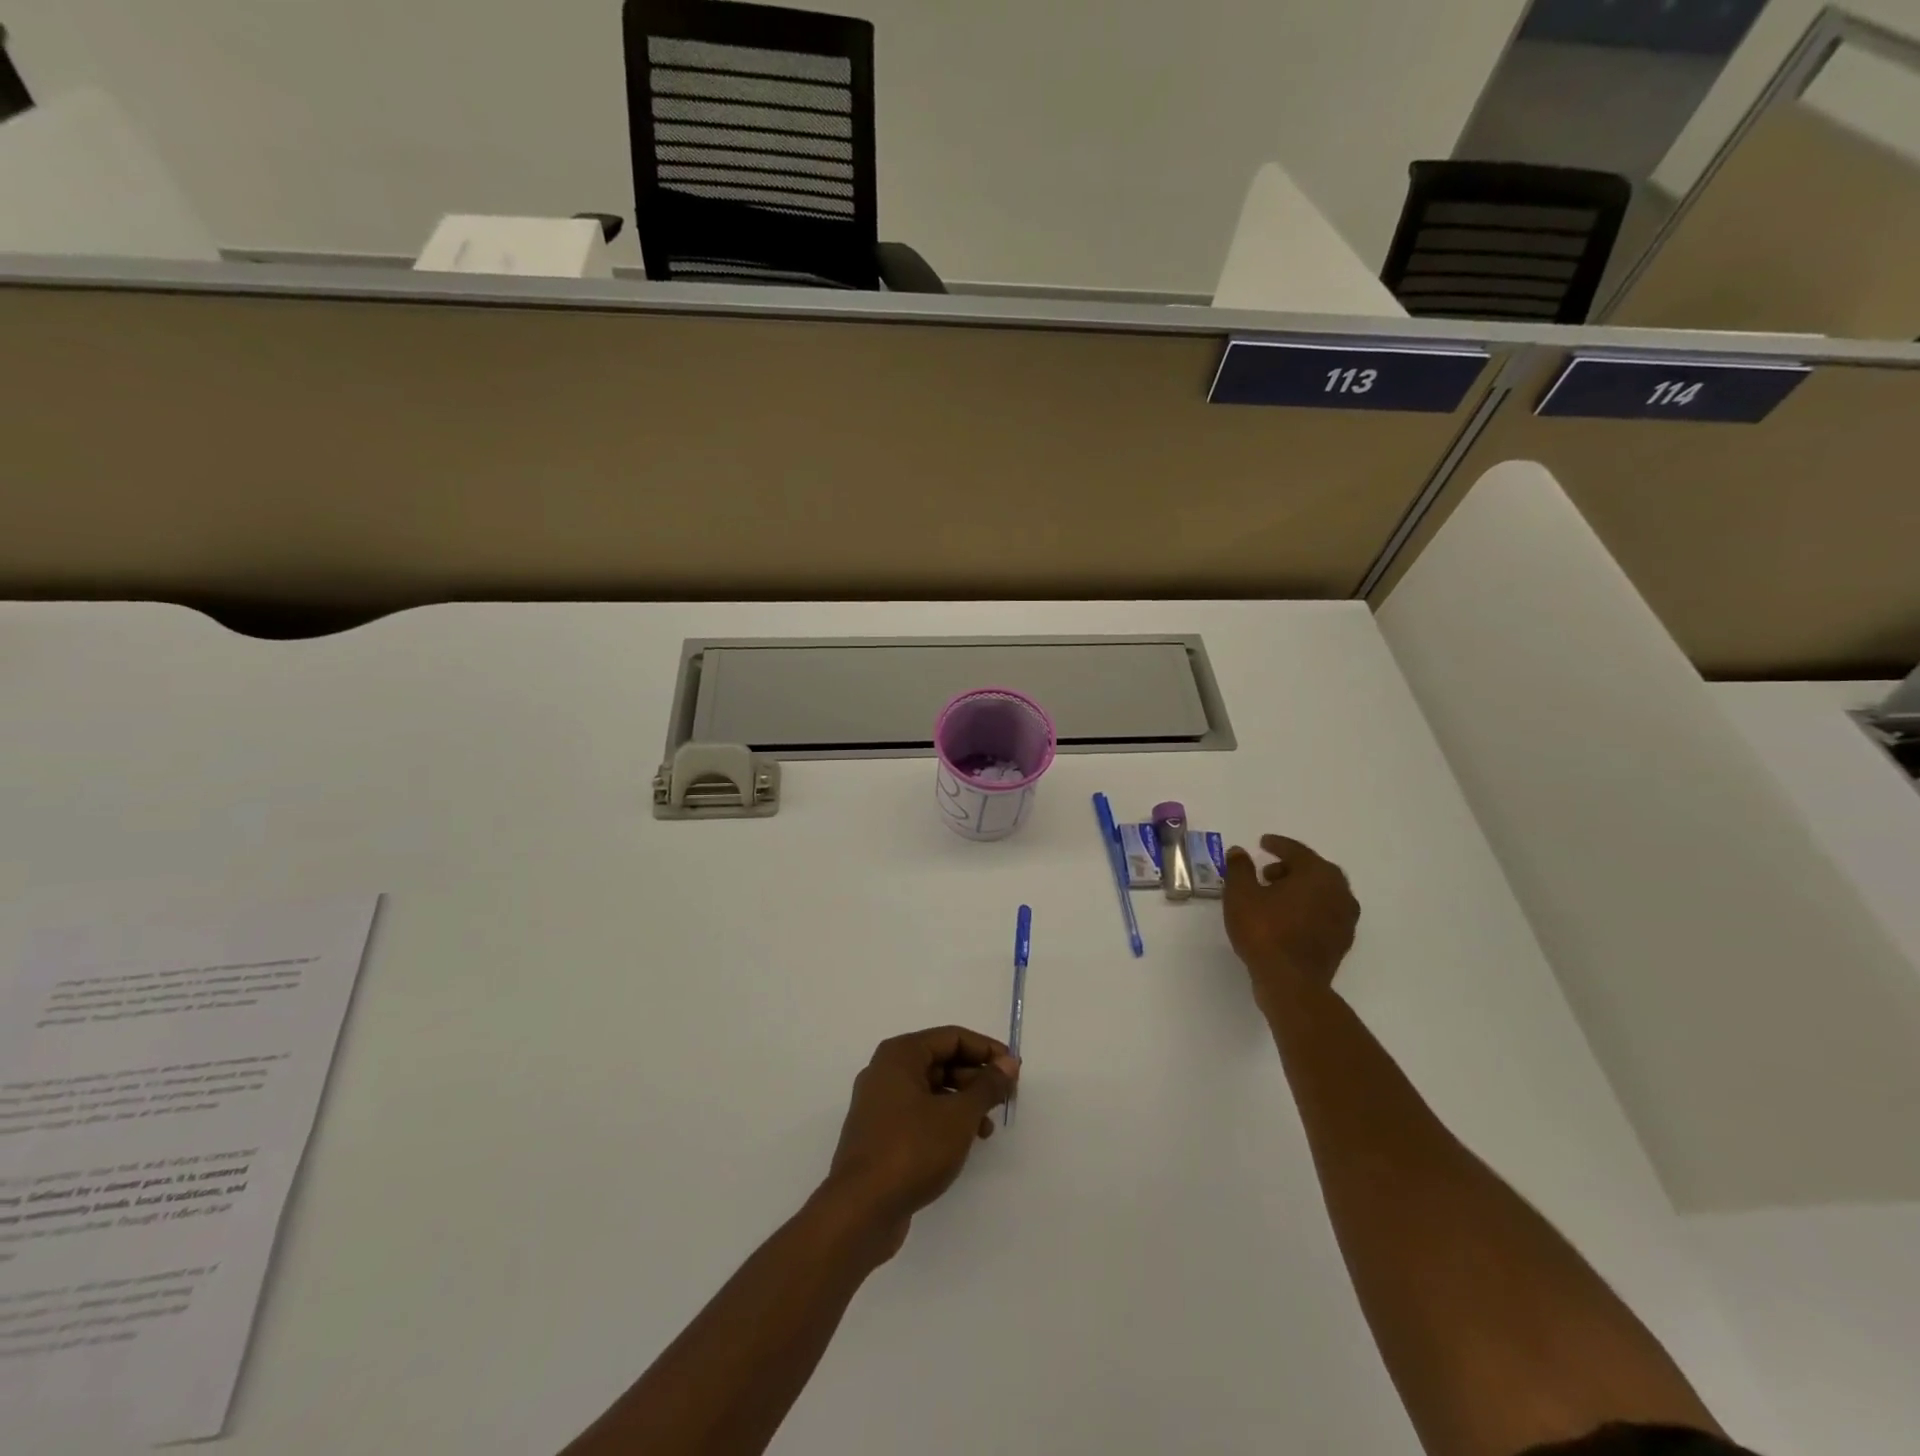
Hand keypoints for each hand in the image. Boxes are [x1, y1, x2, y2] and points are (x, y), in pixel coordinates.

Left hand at [822, 1026, 1018, 1255]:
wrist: (860, 1210)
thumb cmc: (912, 1149)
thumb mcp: (959, 1115)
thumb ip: (987, 1086)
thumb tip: (1008, 1062)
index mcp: (900, 1055)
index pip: (952, 1037)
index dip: (986, 1050)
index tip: (1014, 1069)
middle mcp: (886, 1071)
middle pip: (940, 1061)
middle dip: (976, 1077)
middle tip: (1005, 1098)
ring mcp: (880, 1104)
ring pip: (931, 1089)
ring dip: (963, 1102)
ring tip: (988, 1128)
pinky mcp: (880, 1134)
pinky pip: (919, 1113)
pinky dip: (944, 1120)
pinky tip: (964, 1143)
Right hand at [1224, 834, 1359, 1000]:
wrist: (1291, 983)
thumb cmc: (1264, 932)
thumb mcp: (1240, 894)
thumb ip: (1240, 868)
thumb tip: (1239, 852)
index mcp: (1317, 873)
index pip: (1296, 851)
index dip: (1277, 845)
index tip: (1263, 842)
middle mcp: (1339, 890)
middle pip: (1313, 870)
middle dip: (1290, 867)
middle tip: (1266, 872)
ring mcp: (1345, 917)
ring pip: (1321, 892)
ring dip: (1300, 889)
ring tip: (1274, 896)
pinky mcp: (1342, 940)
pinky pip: (1324, 913)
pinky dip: (1308, 908)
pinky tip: (1288, 918)